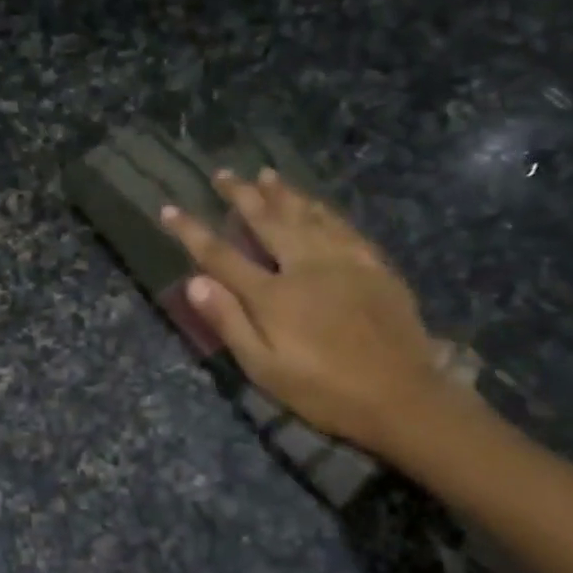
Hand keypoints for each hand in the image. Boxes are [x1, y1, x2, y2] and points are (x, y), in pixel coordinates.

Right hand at [160, 170, 446, 456]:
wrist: (403, 398)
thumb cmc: (323, 391)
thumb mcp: (264, 368)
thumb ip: (229, 322)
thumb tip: (194, 282)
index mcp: (273, 295)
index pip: (221, 255)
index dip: (191, 231)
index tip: (169, 209)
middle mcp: (306, 267)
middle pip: (267, 221)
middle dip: (241, 196)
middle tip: (223, 173)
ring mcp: (344, 262)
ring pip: (307, 215)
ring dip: (282, 193)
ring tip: (264, 174)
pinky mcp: (374, 266)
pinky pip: (343, 226)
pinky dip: (323, 209)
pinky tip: (315, 203)